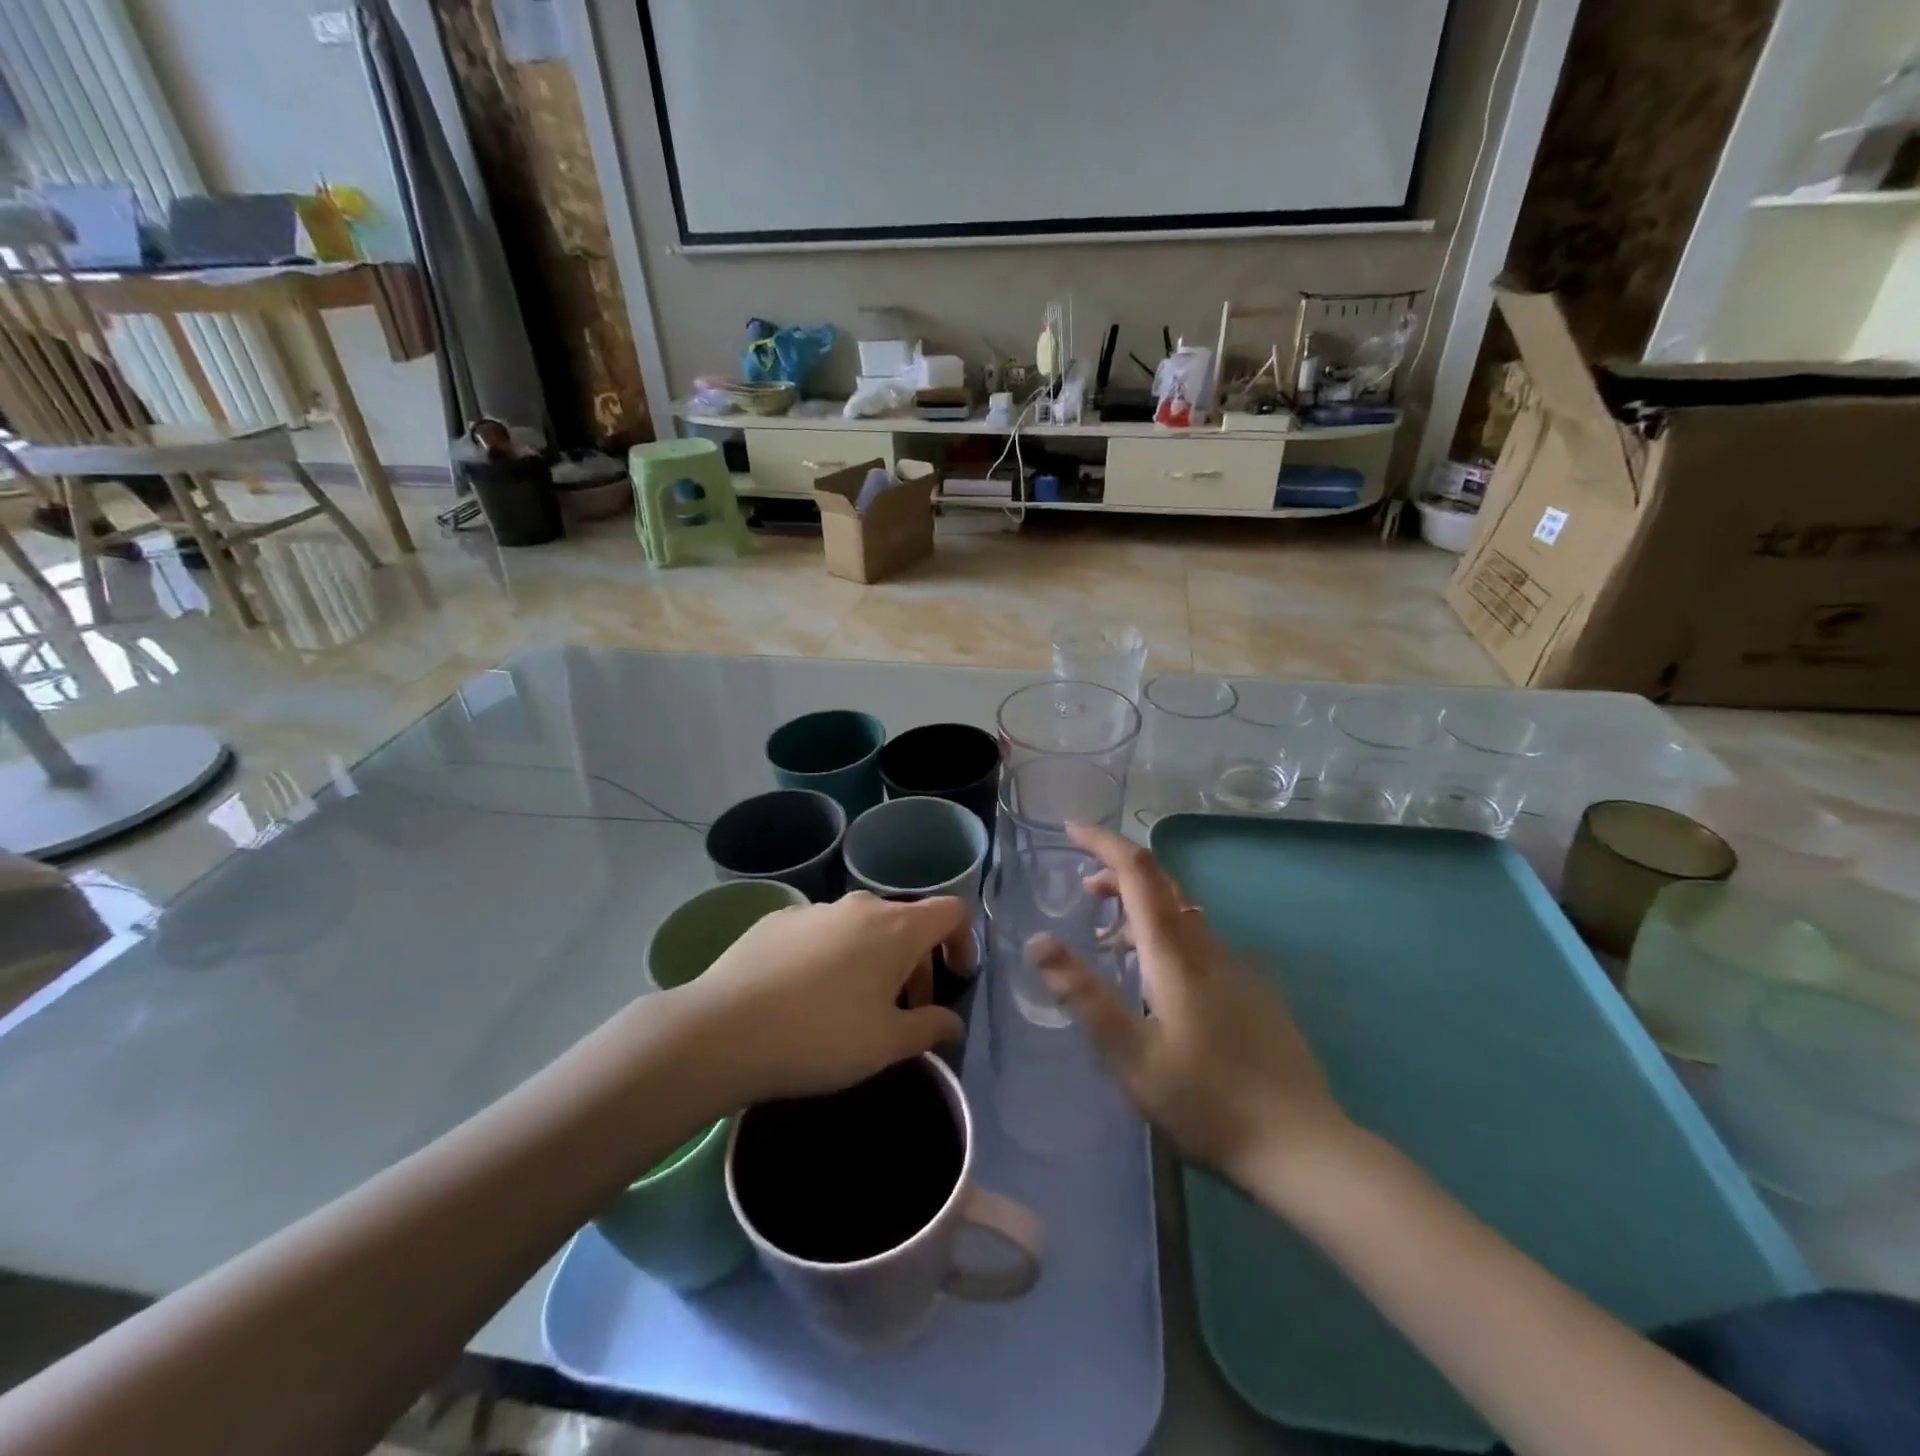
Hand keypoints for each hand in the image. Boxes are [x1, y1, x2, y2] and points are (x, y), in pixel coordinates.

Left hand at [682, 891, 973, 1102]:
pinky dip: (831, 956)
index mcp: (896, 928)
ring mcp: (815, 909)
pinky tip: (805, 996)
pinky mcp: (777, 920)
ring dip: (873, 959)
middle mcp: (860, 906)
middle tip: (903, 1012)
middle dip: (916, 963)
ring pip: (862, 927)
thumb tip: (953, 1023)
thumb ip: (929, 1028)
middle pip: (906, 922)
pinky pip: (821, 932)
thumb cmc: (821, 1037)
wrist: (723, 1030)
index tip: (955, 978)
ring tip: (853, 1007)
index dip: (963, 941)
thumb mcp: (886, 1045)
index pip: (951, 912)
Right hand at [1031, 824, 1347, 1180]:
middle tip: (1083, 890)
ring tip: (1107, 939)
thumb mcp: (1131, 1057)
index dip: (1103, 843)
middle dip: (1118, 872)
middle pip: (1161, 884)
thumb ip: (1084, 996)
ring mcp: (1235, 967)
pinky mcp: (1251, 990)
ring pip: (1181, 913)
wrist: (1302, 1146)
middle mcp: (1206, 947)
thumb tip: (1039, 940)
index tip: (1071, 829)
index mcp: (1174, 954)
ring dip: (1140, 908)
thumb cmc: (1207, 1102)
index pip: (1137, 873)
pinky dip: (1165, 936)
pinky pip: (1199, 942)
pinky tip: (1156, 981)